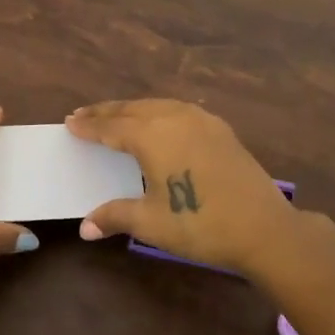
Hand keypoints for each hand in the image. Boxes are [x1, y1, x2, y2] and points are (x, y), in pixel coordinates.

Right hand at [66, 99, 301, 276]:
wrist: (264, 228)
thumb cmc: (200, 224)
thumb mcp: (151, 223)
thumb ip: (115, 216)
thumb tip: (84, 228)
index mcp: (152, 135)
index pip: (111, 127)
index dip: (89, 126)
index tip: (70, 122)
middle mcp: (174, 118)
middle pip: (132, 109)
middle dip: (106, 112)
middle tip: (84, 114)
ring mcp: (201, 120)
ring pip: (157, 105)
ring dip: (132, 109)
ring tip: (116, 115)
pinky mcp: (220, 129)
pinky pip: (179, 110)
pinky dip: (158, 111)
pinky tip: (159, 121)